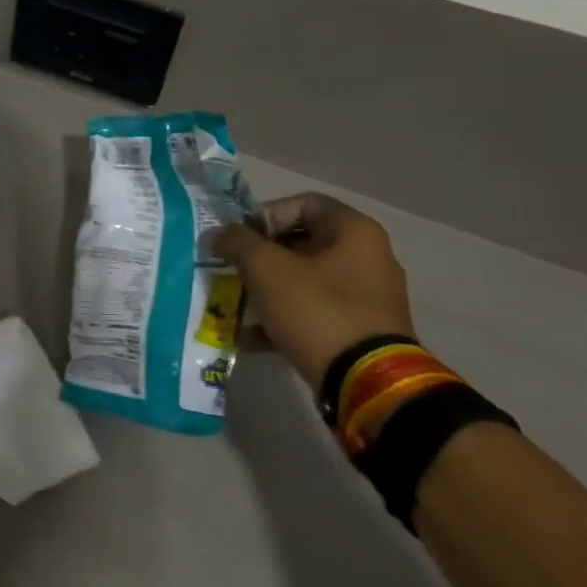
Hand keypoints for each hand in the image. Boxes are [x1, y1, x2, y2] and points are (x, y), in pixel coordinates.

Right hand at [214, 192, 415, 390]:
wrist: (368, 383)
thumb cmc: (317, 310)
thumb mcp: (266, 269)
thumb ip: (237, 243)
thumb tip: (217, 235)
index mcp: (354, 231)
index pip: (301, 203)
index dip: (263, 216)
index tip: (239, 241)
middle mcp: (368, 256)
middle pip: (301, 242)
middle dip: (259, 257)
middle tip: (232, 272)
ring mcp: (367, 296)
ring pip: (304, 279)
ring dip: (267, 289)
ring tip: (236, 305)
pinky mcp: (361, 330)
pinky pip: (314, 311)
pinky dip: (283, 317)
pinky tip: (251, 336)